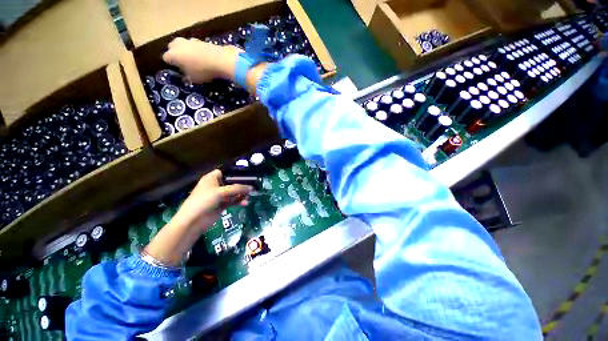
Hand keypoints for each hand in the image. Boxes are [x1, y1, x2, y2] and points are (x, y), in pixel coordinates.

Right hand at [162, 38, 241, 82]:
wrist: (219, 60)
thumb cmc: (203, 71)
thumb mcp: (194, 79)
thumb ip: (186, 77)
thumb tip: (185, 77)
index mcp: (172, 55)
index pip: (166, 59)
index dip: (172, 65)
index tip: (179, 70)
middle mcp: (177, 44)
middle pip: (173, 49)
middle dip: (177, 55)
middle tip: (185, 65)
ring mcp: (188, 40)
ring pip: (183, 46)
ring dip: (187, 52)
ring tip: (196, 62)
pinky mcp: (199, 39)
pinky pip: (194, 46)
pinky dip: (196, 50)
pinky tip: (203, 58)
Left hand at [172, 169, 252, 230]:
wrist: (193, 221)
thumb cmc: (204, 201)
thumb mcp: (221, 192)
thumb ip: (237, 188)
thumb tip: (251, 188)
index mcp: (211, 178)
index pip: (225, 172)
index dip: (235, 173)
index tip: (247, 175)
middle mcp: (215, 186)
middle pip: (231, 183)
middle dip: (241, 185)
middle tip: (252, 186)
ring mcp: (218, 196)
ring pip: (233, 192)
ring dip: (241, 194)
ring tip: (250, 196)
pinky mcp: (221, 205)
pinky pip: (233, 201)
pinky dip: (239, 201)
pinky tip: (245, 203)